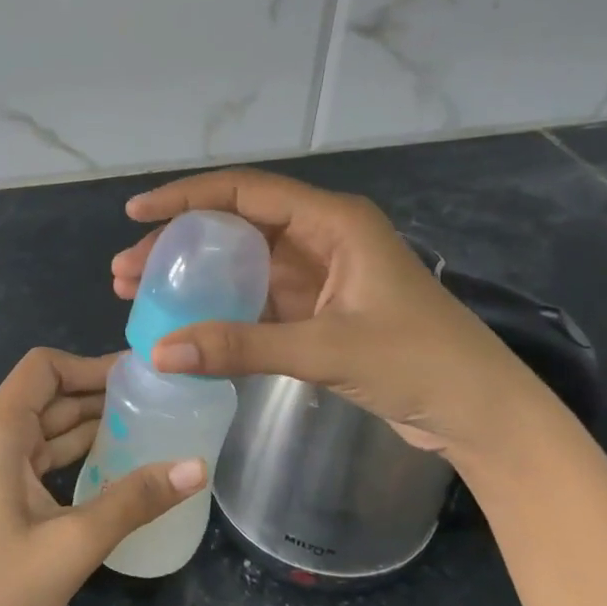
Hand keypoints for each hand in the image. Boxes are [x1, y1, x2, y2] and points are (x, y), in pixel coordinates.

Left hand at [0, 348, 204, 605]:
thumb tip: (198, 467)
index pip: (42, 369)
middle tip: (154, 399)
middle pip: (44, 395)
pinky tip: (111, 462)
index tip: (138, 376)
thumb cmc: (2, 592)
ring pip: (41, 427)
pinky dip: (69, 453)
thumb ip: (136, 500)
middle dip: (96, 393)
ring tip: (144, 424)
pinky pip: (33, 456)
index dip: (90, 365)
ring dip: (86, 423)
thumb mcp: (76, 543)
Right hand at [112, 169, 547, 457]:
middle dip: (178, 243)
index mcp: (333, 222)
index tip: (136, 215)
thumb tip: (159, 353)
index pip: (246, 192)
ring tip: (138, 293)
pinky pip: (257, 297)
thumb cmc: (418, 364)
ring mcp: (321, 275)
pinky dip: (220, 307)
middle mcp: (323, 237)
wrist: (480, 413)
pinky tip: (185, 322)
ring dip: (194, 276)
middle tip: (126, 270)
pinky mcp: (319, 310)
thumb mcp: (324, 349)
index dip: (187, 197)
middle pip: (235, 226)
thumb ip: (240, 347)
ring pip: (242, 263)